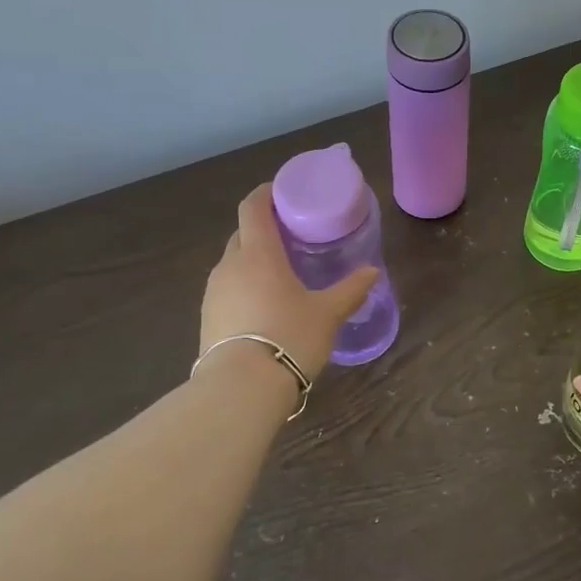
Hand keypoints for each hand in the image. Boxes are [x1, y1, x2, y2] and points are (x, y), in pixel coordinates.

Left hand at [199, 184, 378, 378]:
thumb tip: (372, 272)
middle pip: (243, 234)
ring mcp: (213, 292)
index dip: (265, 193)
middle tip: (291, 237)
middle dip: (263, 229)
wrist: (241, 388)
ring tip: (280, 273)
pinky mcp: (207, 318)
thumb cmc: (289, 336)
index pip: (253, 207)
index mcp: (258, 253)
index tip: (283, 192)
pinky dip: (244, 286)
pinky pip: (227, 289)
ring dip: (253, 260)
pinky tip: (264, 306)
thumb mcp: (328, 313)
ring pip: (233, 263)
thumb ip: (350, 290)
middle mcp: (230, 265)